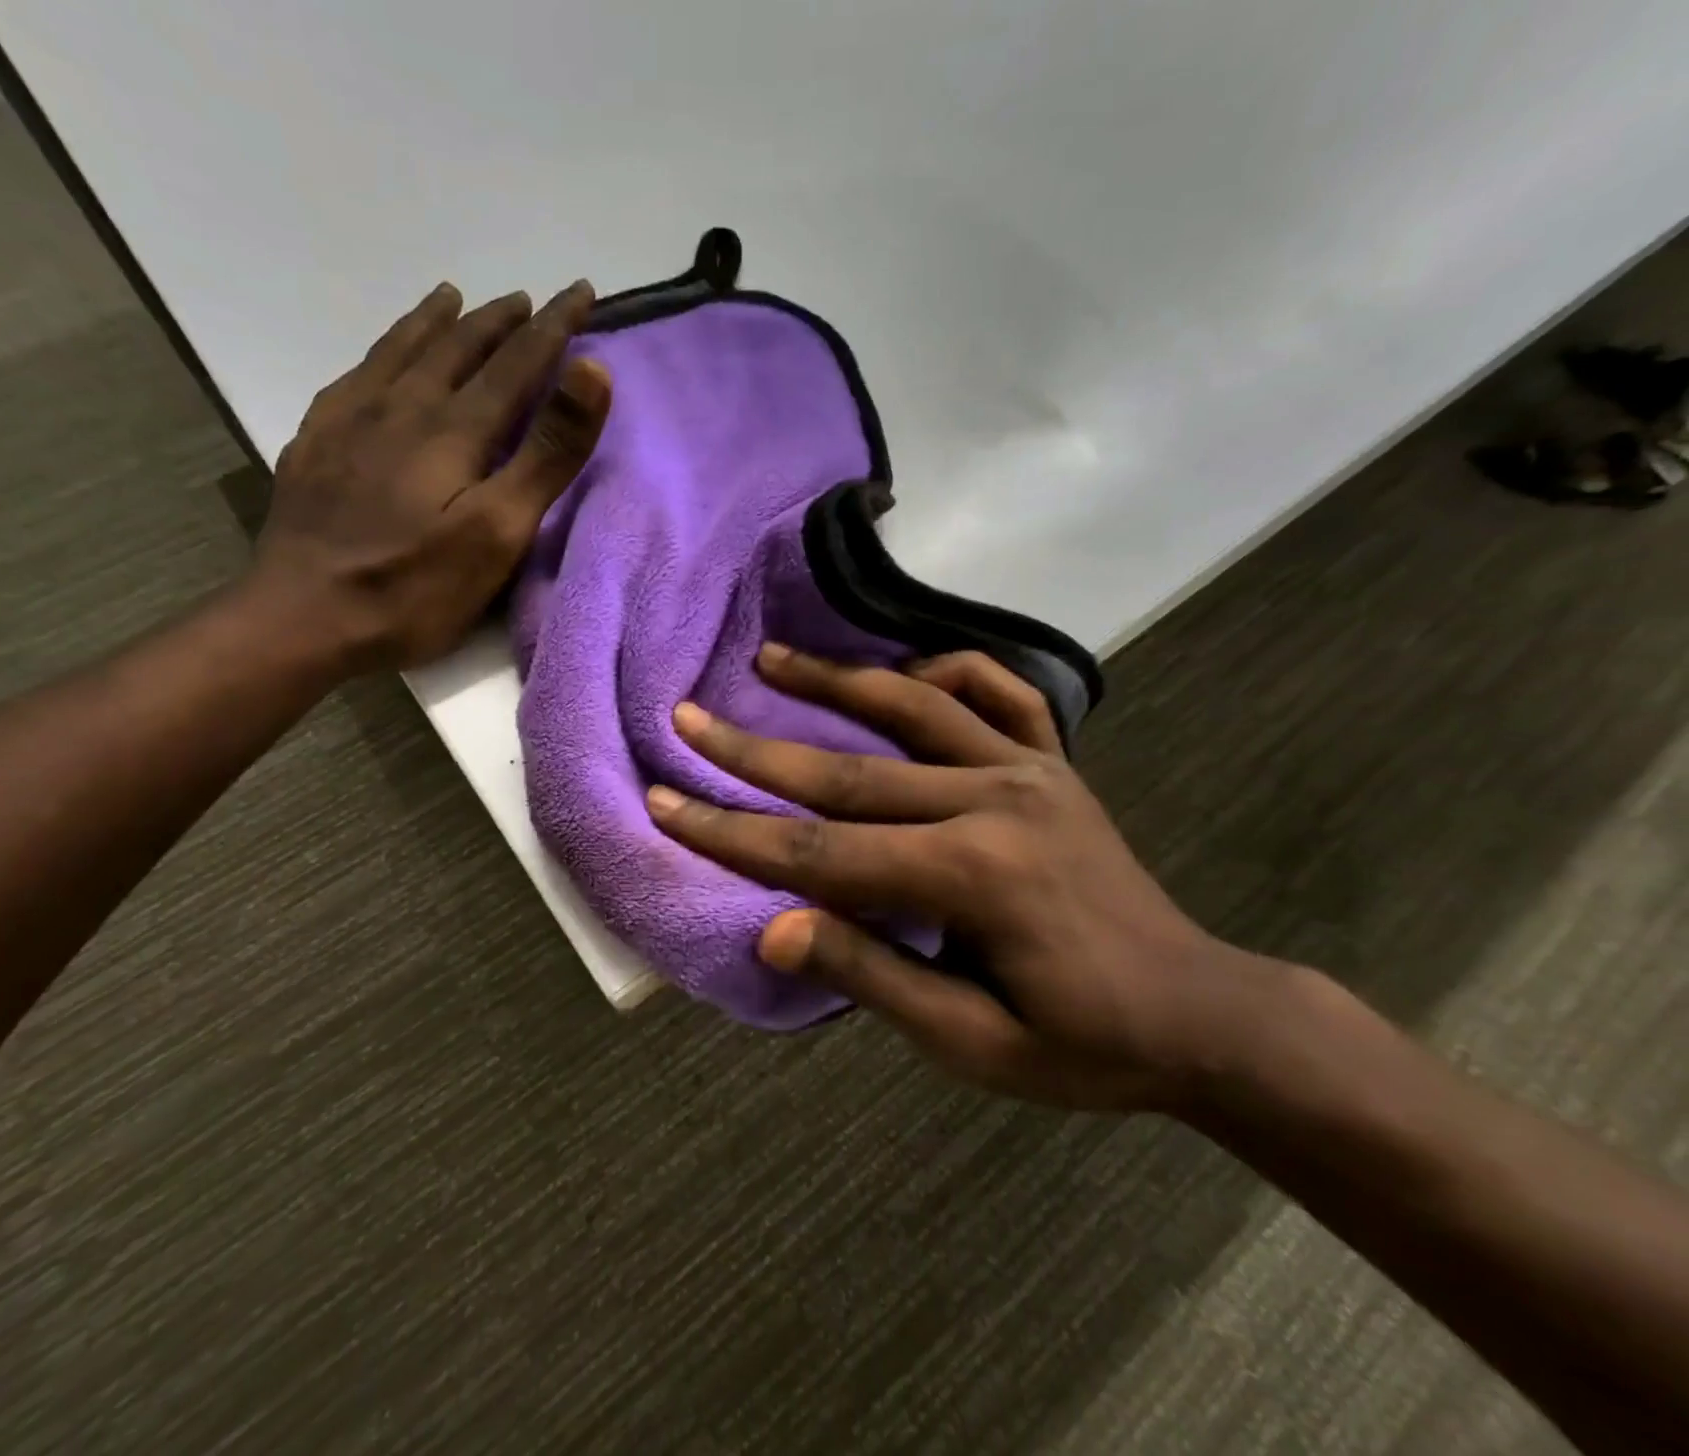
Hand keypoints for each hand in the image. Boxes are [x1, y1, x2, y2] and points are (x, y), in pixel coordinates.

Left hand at [253, 280, 610, 671]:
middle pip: (460, 347)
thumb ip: (548, 452)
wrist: (304, 617)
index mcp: (455, 428)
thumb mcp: (500, 529)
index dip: (555, 327)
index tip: (583, 291)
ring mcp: (351, 420)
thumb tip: (592, 370)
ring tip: (454, 297)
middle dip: (501, 320)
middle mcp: (402, 406)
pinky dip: (381, 352)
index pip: (517, 362)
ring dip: (436, 322)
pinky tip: (381, 358)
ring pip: (402, 350)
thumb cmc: (416, 587)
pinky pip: (355, 375)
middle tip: (530, 300)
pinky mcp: (316, 443)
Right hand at [646, 645, 1280, 1110]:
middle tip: (687, 719)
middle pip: (847, 772)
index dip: (732, 834)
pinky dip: (945, 671)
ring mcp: (1029, 769)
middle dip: (753, 751)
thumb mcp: (972, 1045)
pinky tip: (904, 669)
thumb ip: (871, 975)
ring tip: (769, 657)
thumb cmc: (1082, 1046)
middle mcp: (994, 801)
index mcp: (971, 877)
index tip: (665, 803)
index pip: (819, 854)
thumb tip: (772, 928)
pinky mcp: (1053, 761)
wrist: (1201, 1014)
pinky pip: (997, 694)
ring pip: (911, 709)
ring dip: (833, 680)